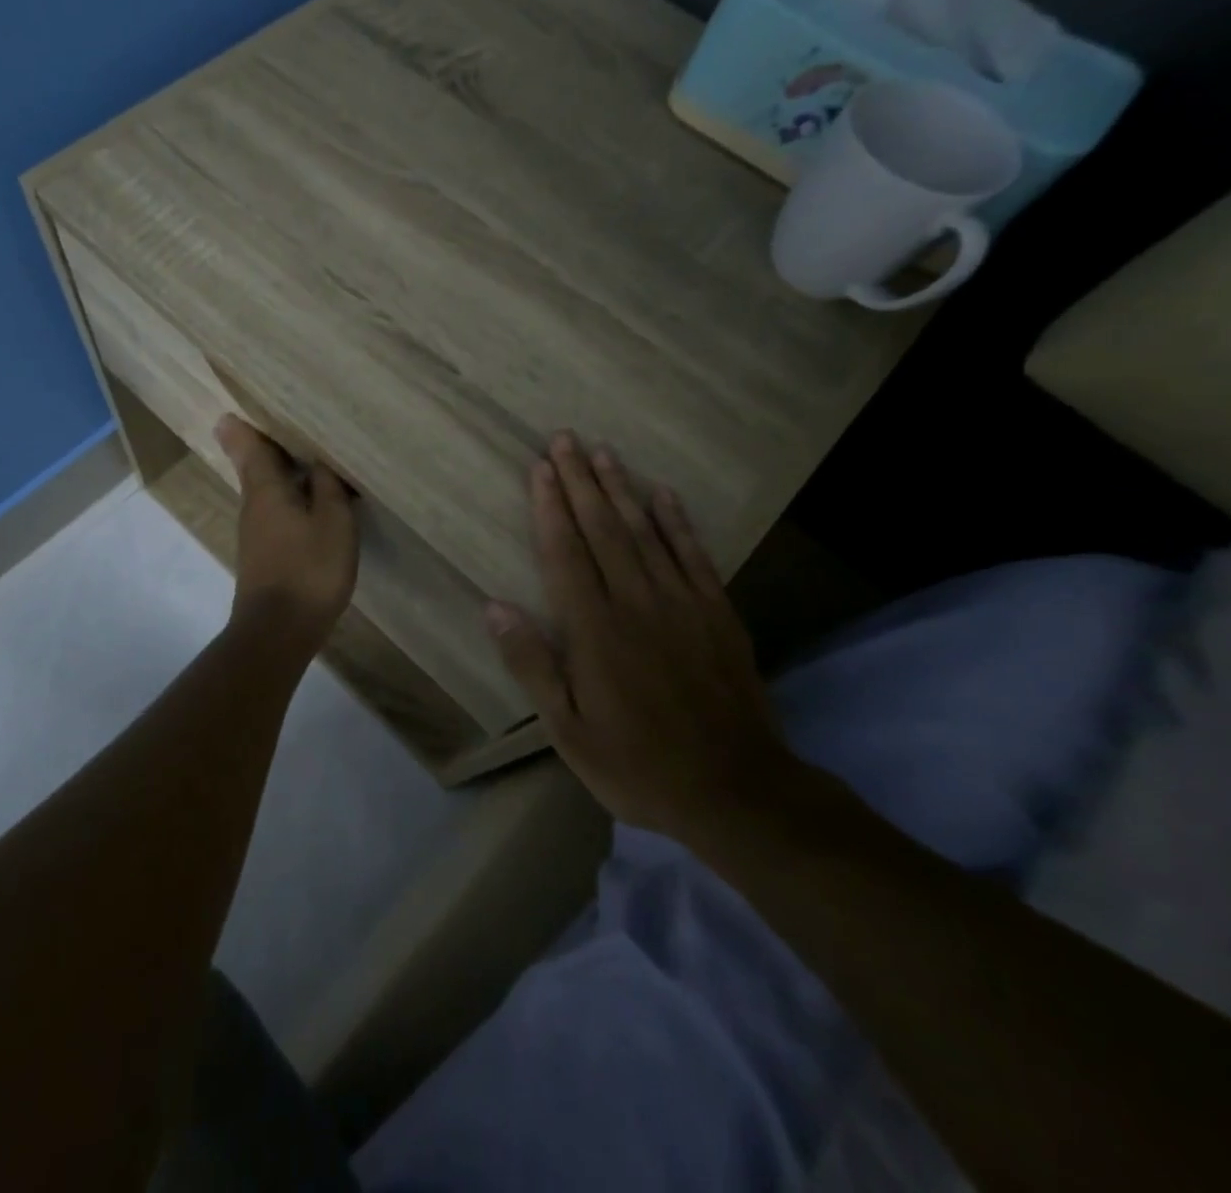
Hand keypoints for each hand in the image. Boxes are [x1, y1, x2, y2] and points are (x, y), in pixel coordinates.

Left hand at [216, 414, 358, 650]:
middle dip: (264, 443)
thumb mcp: (333, 522)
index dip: (244, 426)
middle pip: (255, 465)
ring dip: (280, 469)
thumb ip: (328, 487)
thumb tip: (318, 461)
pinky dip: (288, 495)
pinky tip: (309, 498)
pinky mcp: (263, 553)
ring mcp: (255, 531)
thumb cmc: (309, 569)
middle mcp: (253, 505)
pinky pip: (275, 510)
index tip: (237, 406)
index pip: (249, 445)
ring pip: (265, 488)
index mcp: (266, 489)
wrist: (278, 631)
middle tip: (281, 419)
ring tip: (305, 452)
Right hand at [484, 433, 792, 846]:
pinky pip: (694, 555)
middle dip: (581, 481)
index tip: (540, 468)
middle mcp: (637, 603)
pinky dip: (678, 521)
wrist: (736, 791)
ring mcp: (682, 604)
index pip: (566, 553)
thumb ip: (532, 665)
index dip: (550, 507)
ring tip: (604, 452)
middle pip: (603, 530)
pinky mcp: (717, 613)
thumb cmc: (637, 764)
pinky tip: (664, 494)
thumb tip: (494, 607)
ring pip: (645, 532)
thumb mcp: (568, 731)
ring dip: (622, 489)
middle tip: (565, 438)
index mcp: (596, 631)